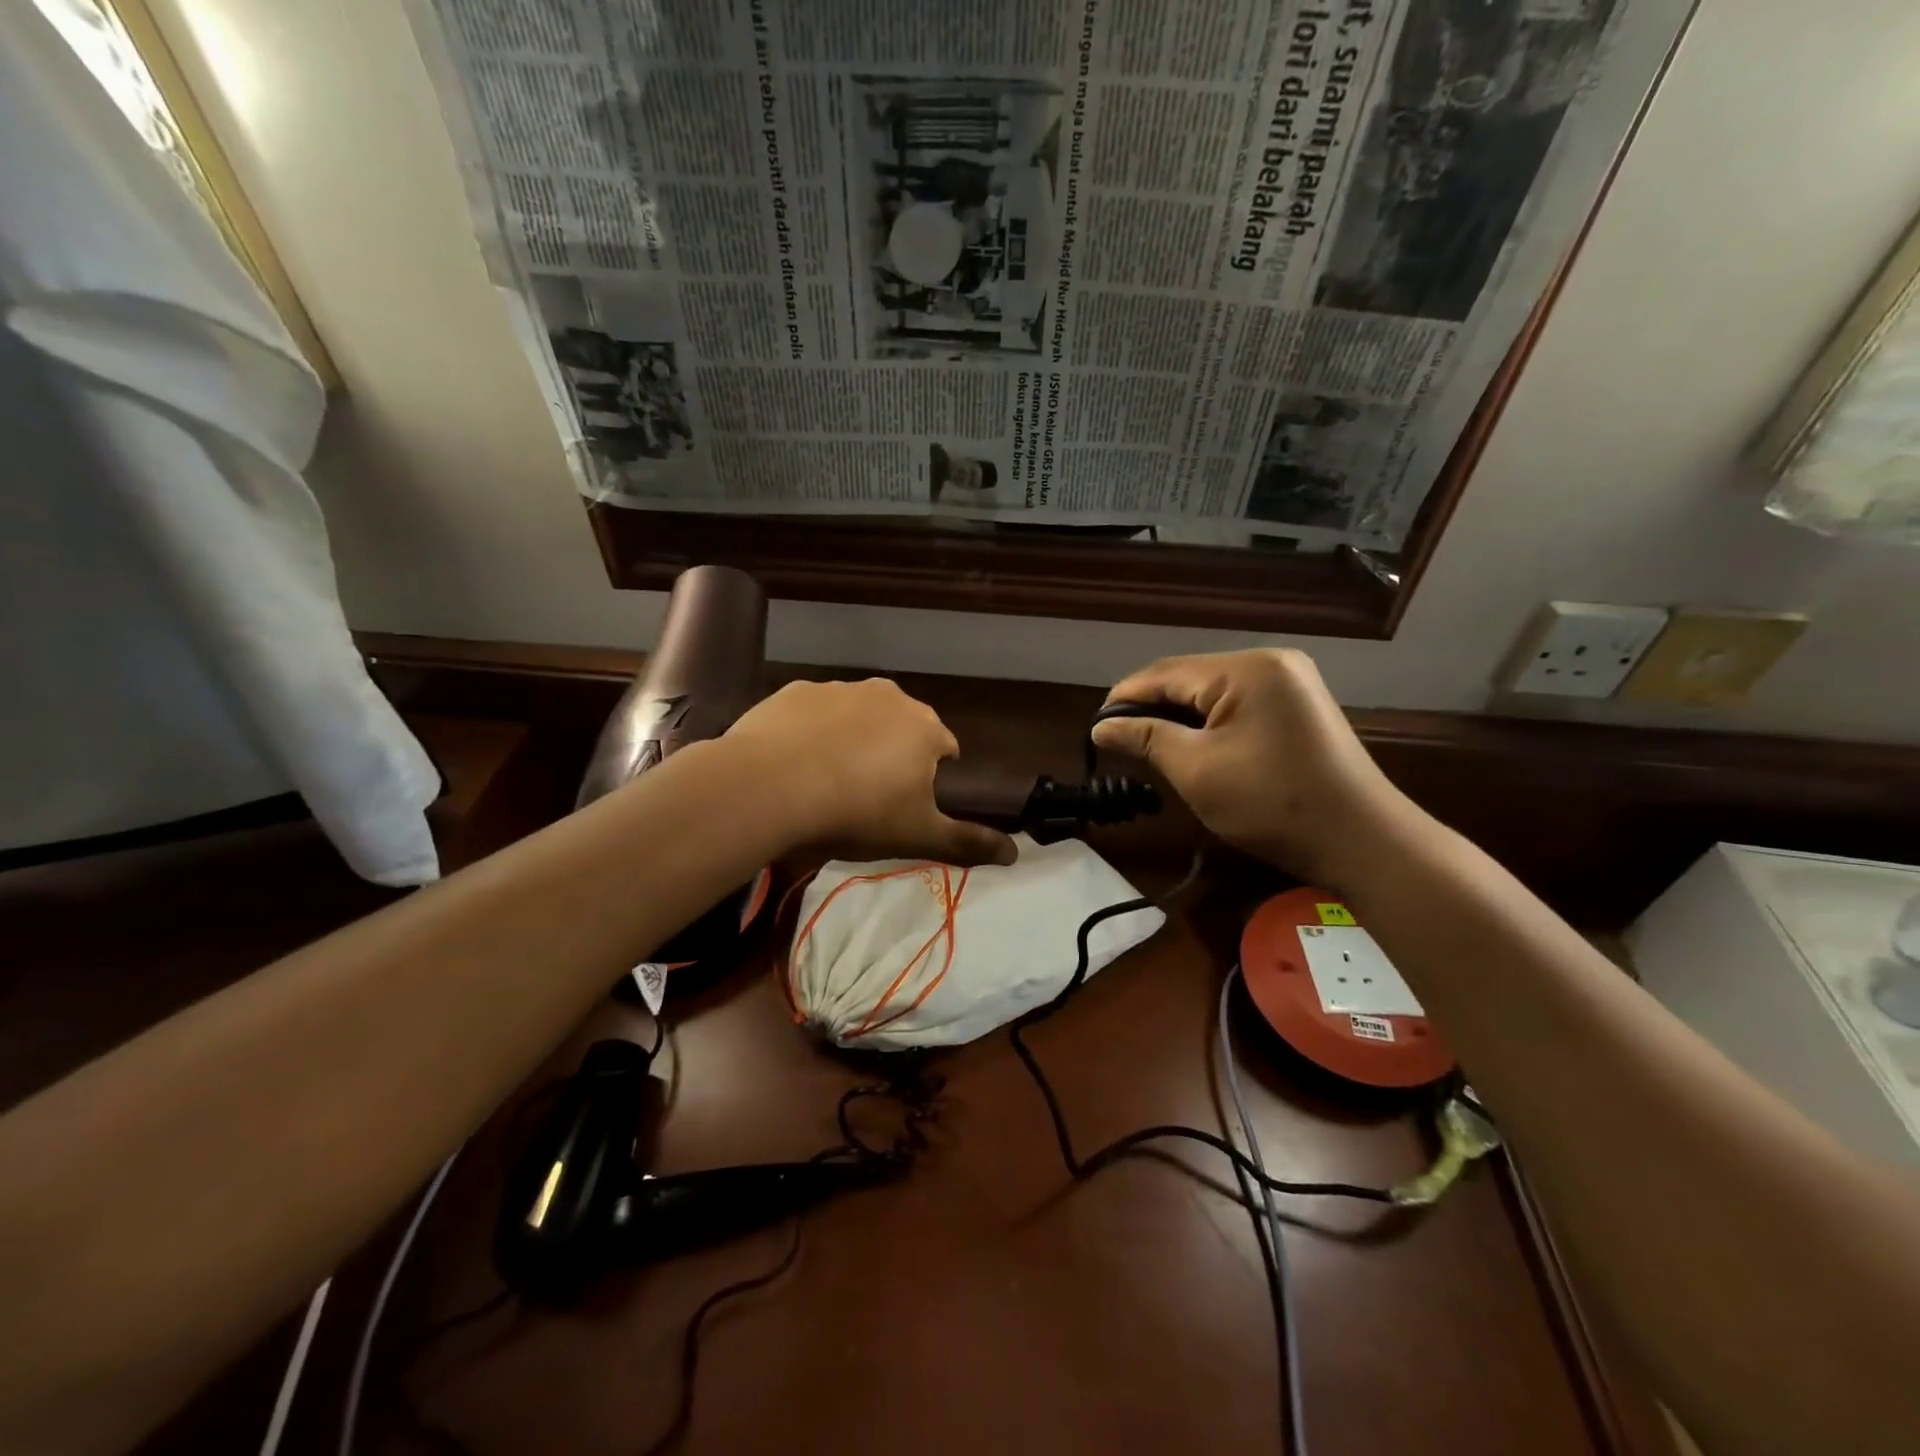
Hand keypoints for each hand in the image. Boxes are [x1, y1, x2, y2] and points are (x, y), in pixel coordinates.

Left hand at [721, 678, 1017, 866]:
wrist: (770, 787)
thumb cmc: (857, 812)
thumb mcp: (918, 835)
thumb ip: (968, 843)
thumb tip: (1016, 855)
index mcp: (925, 727)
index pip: (945, 748)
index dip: (931, 778)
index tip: (908, 804)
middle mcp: (888, 696)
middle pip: (902, 727)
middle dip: (893, 754)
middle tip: (868, 794)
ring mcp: (840, 689)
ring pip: (859, 715)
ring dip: (853, 739)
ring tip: (828, 779)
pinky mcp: (796, 691)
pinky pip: (815, 712)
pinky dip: (813, 731)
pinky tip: (795, 761)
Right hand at [1091, 649, 1412, 889]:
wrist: (1361, 841)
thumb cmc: (1272, 803)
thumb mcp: (1196, 770)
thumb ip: (1145, 738)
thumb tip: (1101, 726)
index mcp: (1247, 669)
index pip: (1166, 673)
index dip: (1125, 698)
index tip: (1094, 728)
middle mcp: (1270, 663)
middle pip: (1189, 678)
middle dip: (1152, 709)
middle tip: (1119, 744)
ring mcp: (1289, 683)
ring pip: (1212, 693)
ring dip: (1179, 718)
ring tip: (1149, 748)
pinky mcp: (1298, 707)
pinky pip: (1237, 705)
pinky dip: (1209, 725)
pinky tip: (1192, 748)